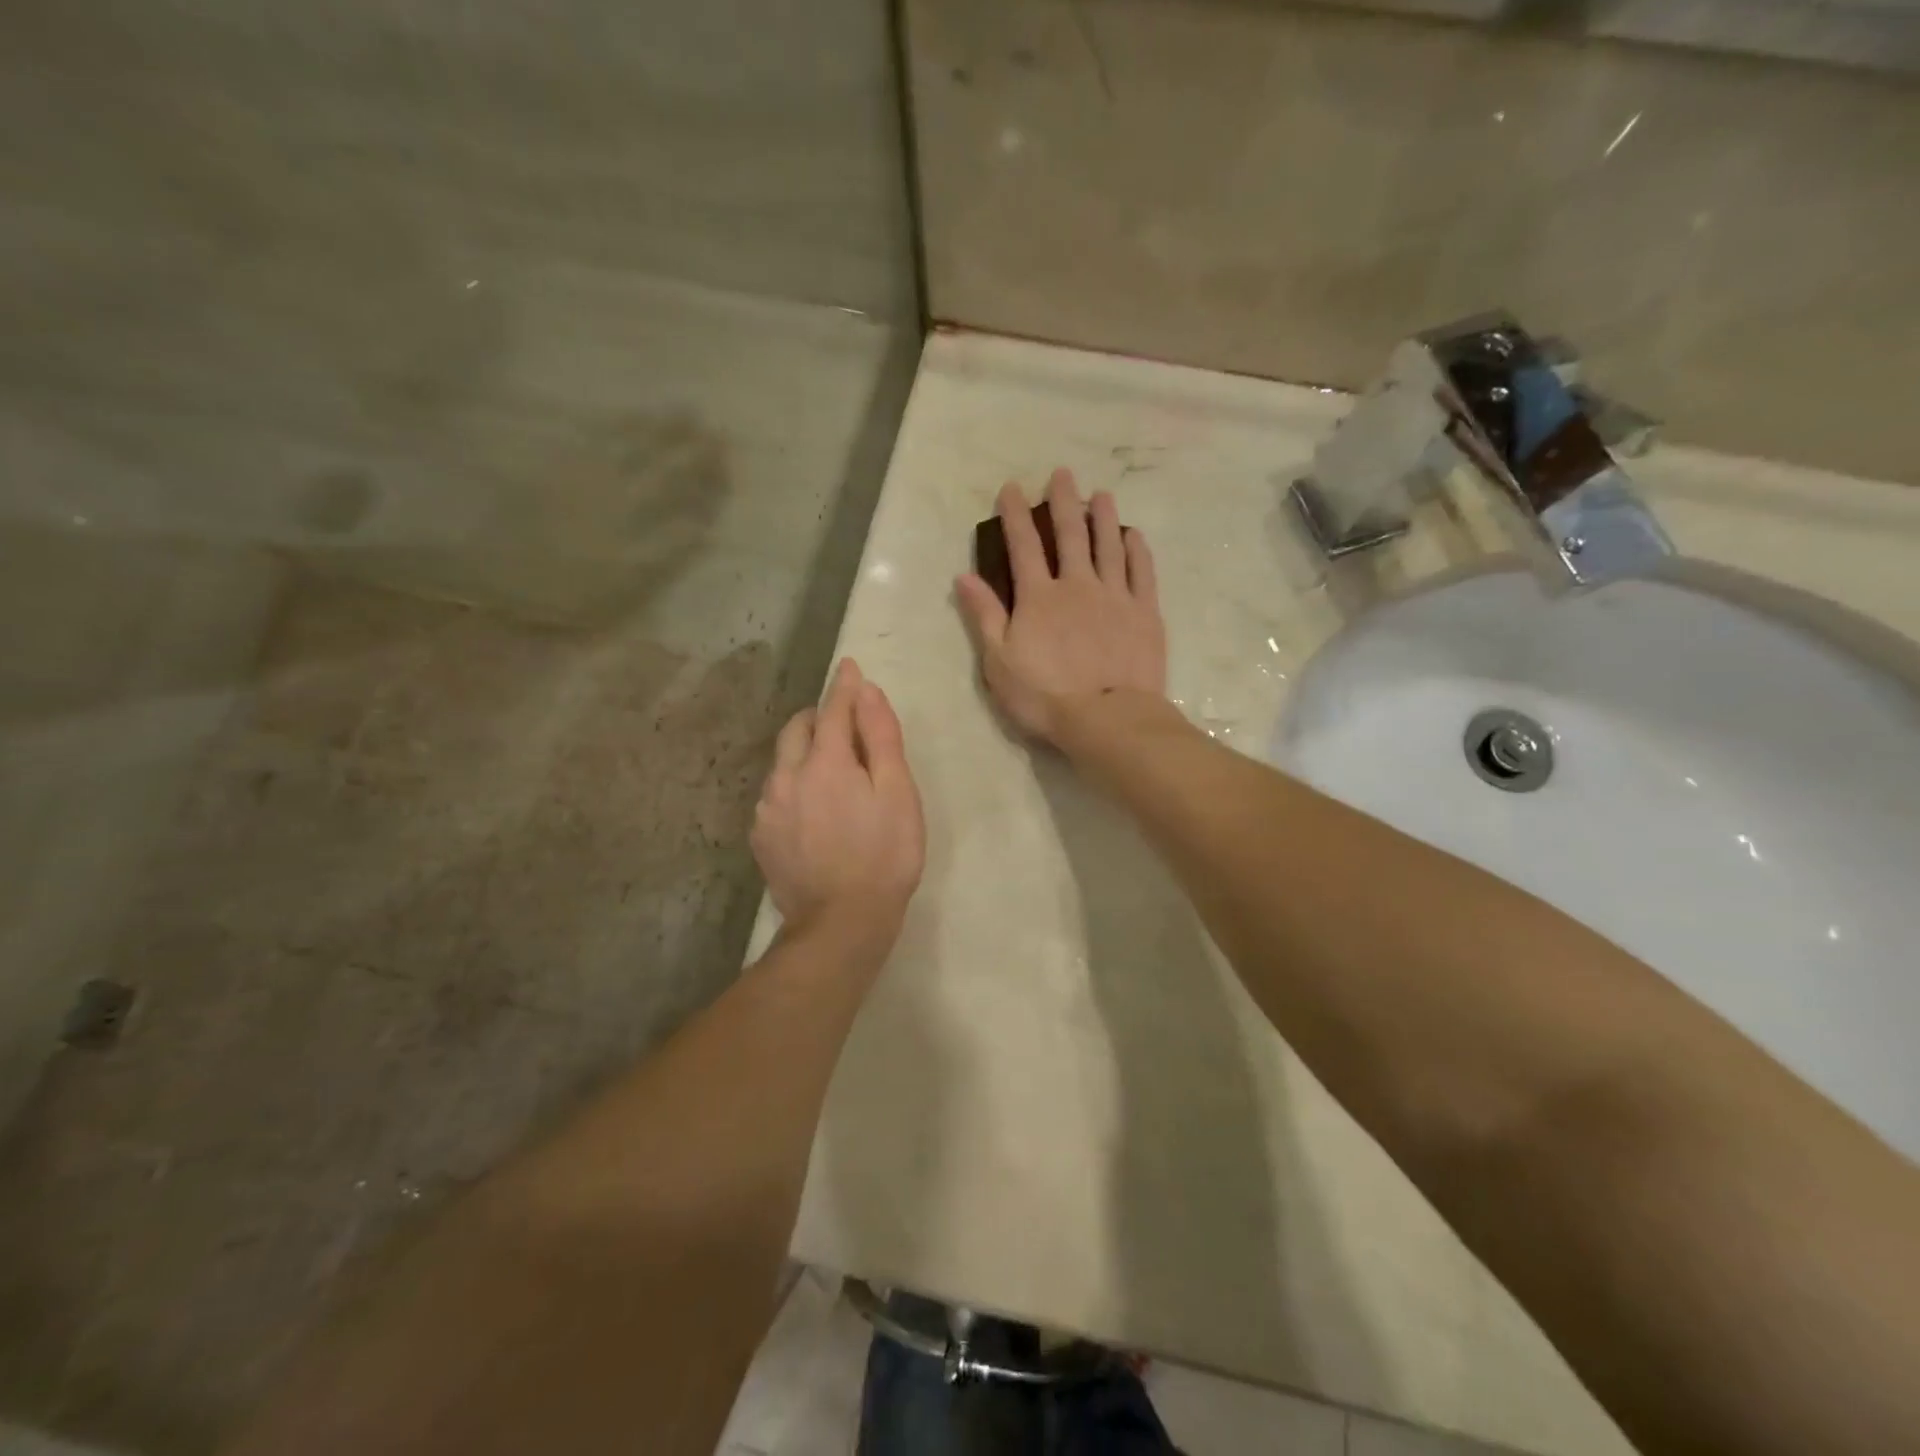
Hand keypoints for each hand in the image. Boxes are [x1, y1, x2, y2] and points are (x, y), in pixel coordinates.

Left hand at [752, 658, 925, 941]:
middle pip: (797, 729)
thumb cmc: (884, 856)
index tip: (849, 667)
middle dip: (819, 717)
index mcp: (825, 762)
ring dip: (804, 753)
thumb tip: (867, 693)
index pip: (833, 710)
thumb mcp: (898, 794)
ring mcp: (768, 809)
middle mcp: (787, 777)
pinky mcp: (761, 836)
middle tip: (844, 725)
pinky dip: (794, 785)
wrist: (841, 924)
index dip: (844, 687)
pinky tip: (813, 809)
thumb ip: (882, 738)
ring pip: (783, 762)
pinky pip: (776, 794)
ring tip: (831, 773)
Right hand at [955, 469, 1167, 743]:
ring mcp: (1115, 596)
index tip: (1012, 488)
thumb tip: (964, 577)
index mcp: (1039, 597)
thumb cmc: (1045, 696)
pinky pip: (1142, 572)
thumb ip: (985, 616)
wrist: (1107, 718)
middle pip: (1069, 535)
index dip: (1015, 515)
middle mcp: (1077, 585)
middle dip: (1063, 502)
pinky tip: (1133, 535)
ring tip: (1101, 494)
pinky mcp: (1145, 612)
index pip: (1022, 546)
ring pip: (1108, 546)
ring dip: (1103, 517)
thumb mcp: (999, 662)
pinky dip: (1137, 550)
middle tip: (1062, 475)